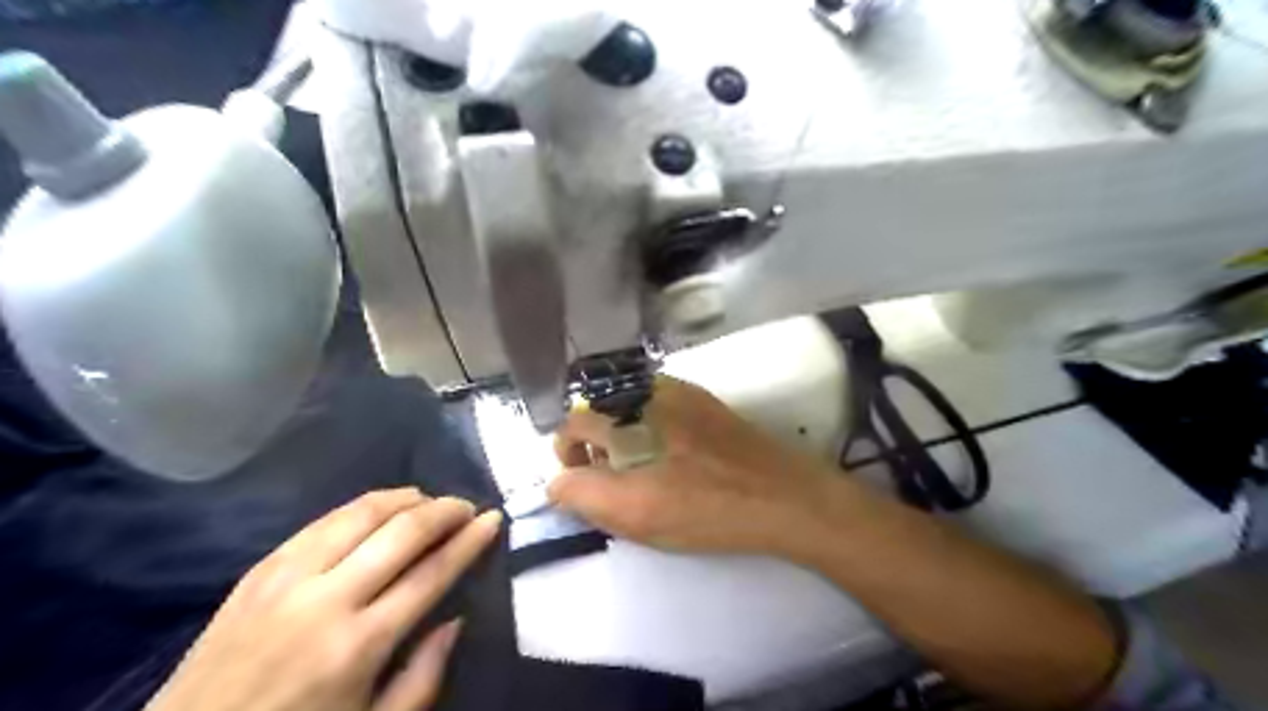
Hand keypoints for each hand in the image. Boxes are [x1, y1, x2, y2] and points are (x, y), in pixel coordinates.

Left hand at [144, 489, 503, 710]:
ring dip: (403, 499)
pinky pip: (320, 522)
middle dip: (444, 510)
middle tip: (466, 507)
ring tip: (428, 500)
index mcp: (359, 645)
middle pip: (401, 532)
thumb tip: (455, 619)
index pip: (432, 573)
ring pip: (359, 514)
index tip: (493, 519)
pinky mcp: (257, 572)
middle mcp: (325, 600)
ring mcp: (286, 579)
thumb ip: (423, 677)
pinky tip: (377, 510)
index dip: (469, 541)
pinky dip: (359, 508)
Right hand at [548, 374, 838, 556]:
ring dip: (621, 435)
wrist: (782, 495)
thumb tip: (558, 481)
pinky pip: (656, 406)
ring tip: (641, 470)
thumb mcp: (636, 514)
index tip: (583, 481)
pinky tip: (669, 456)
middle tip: (612, 480)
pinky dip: (647, 427)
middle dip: (594, 444)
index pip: (573, 424)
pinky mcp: (701, 399)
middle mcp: (647, 391)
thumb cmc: (706, 509)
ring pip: (627, 408)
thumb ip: (584, 494)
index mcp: (627, 416)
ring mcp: (678, 390)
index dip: (569, 454)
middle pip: (598, 411)